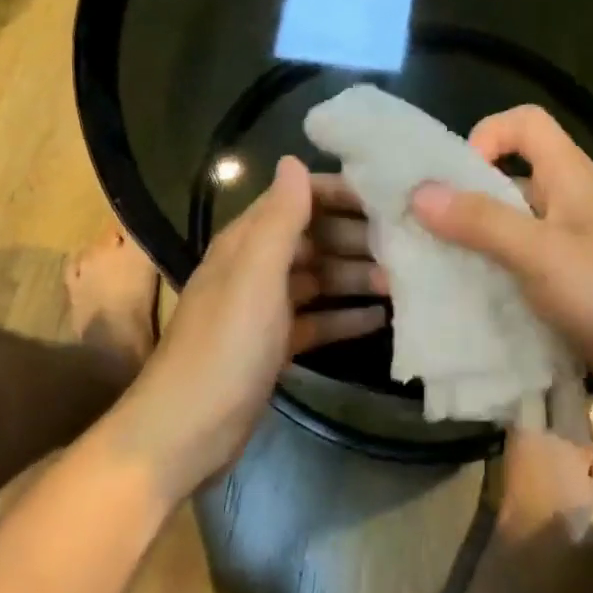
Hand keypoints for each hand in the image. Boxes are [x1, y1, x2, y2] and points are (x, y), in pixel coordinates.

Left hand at [110, 157, 386, 497]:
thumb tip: (293, 160)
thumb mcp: (256, 275)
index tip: (388, 199)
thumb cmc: (225, 345)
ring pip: (318, 279)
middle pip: (313, 238)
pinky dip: (343, 317)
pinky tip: (380, 319)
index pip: (297, 198)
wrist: (186, 432)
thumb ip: (279, 218)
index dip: (339, 193)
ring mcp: (264, 308)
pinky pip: (316, 319)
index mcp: (246, 242)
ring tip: (402, 283)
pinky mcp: (273, 345)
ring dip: (355, 277)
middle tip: (406, 247)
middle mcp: (255, 267)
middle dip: (356, 238)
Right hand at [409, 106, 592, 465]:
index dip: (486, 135)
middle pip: (505, 177)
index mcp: (568, 176)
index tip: (457, 179)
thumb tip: (419, 192)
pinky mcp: (563, 283)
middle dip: (460, 199)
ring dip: (467, 243)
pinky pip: (514, 266)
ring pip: (505, 227)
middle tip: (417, 230)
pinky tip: (458, 301)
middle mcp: (564, 201)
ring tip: (427, 271)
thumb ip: (481, 221)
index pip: (524, 123)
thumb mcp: (541, 253)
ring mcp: (565, 245)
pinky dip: (486, 276)